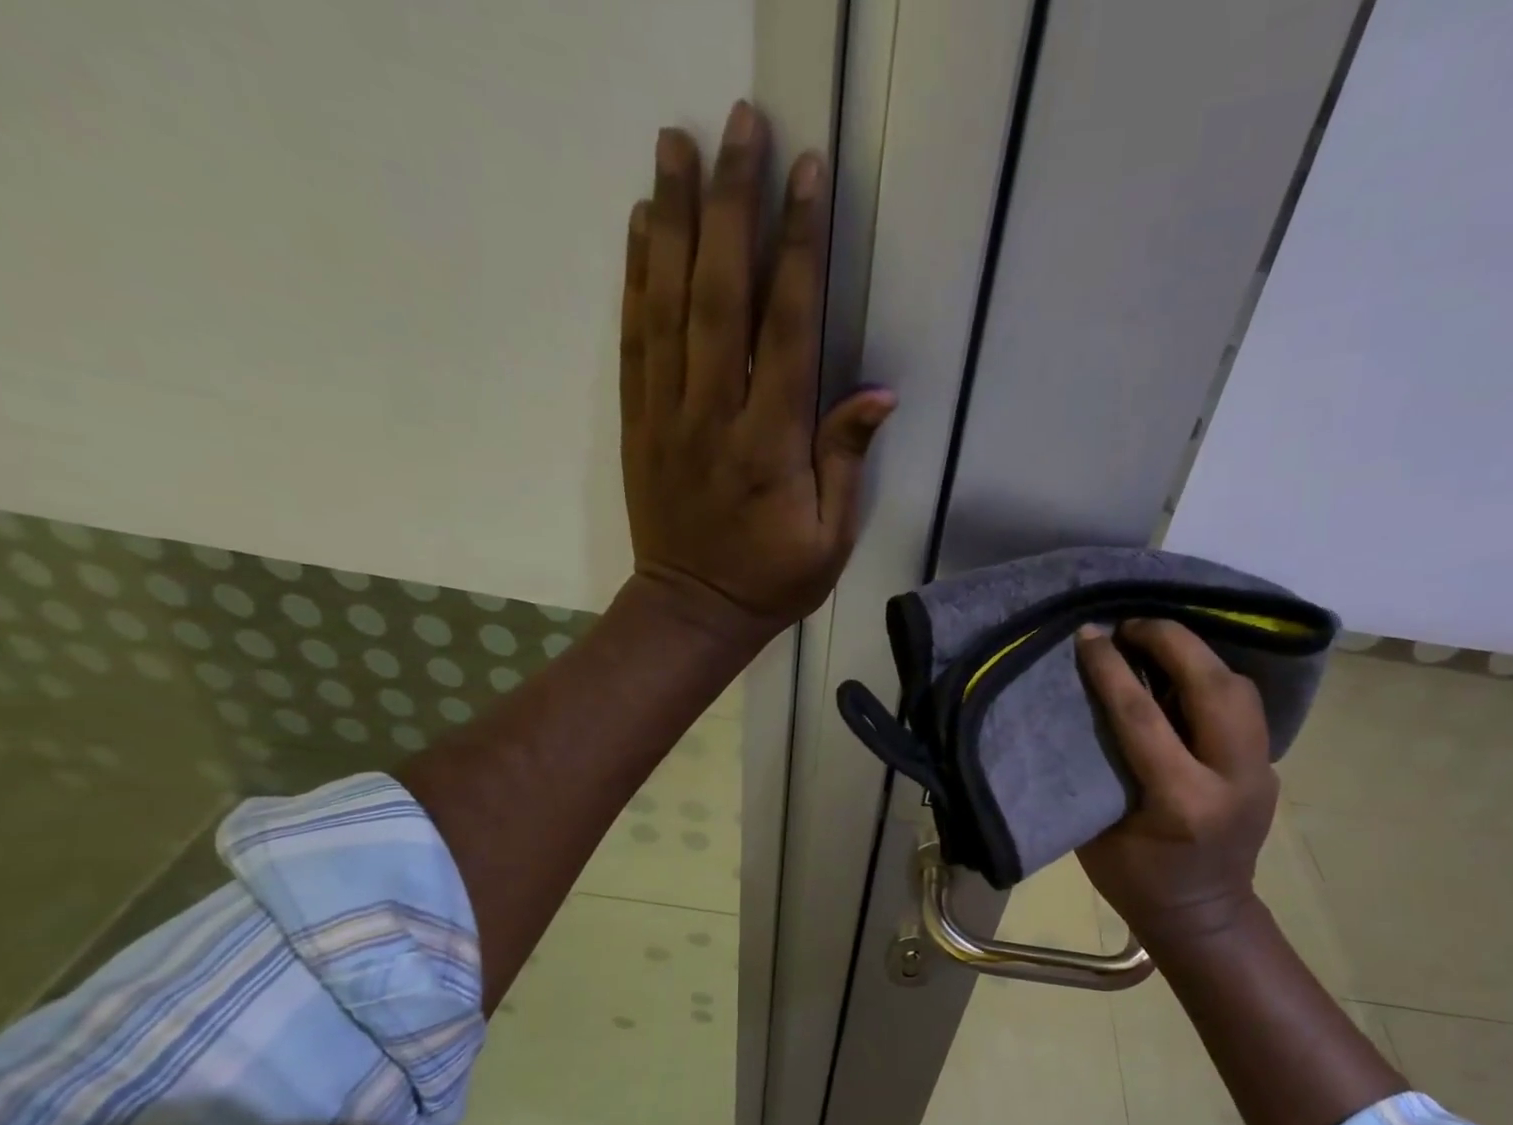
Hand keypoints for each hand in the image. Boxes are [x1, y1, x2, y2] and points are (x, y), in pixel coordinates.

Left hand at [620, 101, 896, 645]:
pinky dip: (636, 276)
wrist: (692, 610)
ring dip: (677, 219)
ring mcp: (668, 413)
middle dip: (734, 204)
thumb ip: (846, 461)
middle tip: (741, 126)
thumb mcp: (831, 538)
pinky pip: (635, 338)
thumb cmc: (773, 579)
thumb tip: (878, 391)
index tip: (808, 177)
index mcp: (769, 445)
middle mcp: (714, 414)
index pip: (785, 330)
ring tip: (680, 142)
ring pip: (669, 303)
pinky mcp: (638, 419)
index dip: (799, 249)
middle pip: (721, 295)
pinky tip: (644, 224)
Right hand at [1074, 620, 1279, 947]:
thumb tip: (1078, 708)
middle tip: (1131, 625)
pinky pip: (1243, 706)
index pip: (1144, 717)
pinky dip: (1211, 678)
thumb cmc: (1136, 882)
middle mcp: (1232, 781)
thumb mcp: (1097, 832)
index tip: (1089, 635)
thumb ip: (1095, 768)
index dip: (1111, 669)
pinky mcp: (1267, 767)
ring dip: (1197, 655)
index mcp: (1182, 803)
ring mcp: (1260, 773)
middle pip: (1214, 687)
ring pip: (1240, 689)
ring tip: (1156, 643)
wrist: (1204, 917)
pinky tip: (1181, 675)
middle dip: (1172, 641)